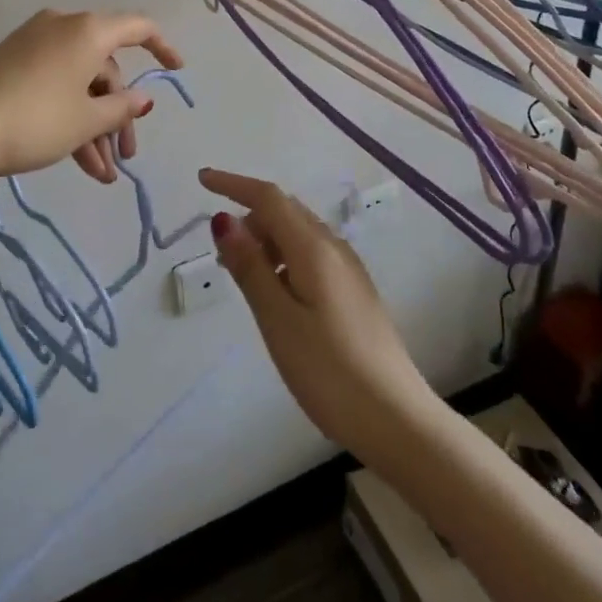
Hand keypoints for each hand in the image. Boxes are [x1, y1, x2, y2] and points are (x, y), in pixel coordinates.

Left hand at [0, 9, 182, 184]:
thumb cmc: (34, 120)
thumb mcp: (86, 120)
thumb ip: (122, 108)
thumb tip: (143, 99)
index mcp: (88, 30)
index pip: (138, 27)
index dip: (163, 48)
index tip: (178, 72)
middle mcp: (64, 27)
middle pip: (106, 67)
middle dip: (118, 114)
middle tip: (124, 157)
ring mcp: (35, 44)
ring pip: (80, 82)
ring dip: (94, 126)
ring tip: (101, 176)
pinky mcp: (14, 63)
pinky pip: (56, 85)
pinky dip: (70, 117)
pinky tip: (79, 162)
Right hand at [201, 168, 440, 463]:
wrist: (398, 422)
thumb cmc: (330, 371)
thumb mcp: (278, 320)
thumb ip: (250, 267)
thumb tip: (223, 219)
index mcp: (314, 248)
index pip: (269, 197)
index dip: (233, 184)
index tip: (202, 180)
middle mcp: (334, 248)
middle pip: (285, 211)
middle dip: (249, 216)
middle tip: (220, 252)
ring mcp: (348, 270)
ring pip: (298, 233)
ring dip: (266, 239)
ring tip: (243, 277)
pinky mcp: (354, 292)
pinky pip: (311, 255)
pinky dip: (284, 258)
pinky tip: (277, 294)